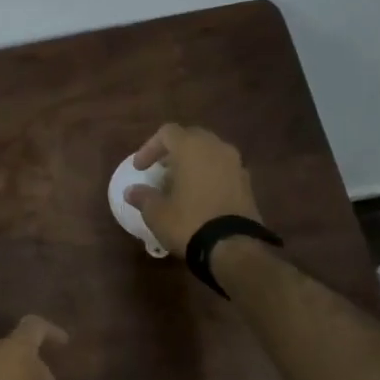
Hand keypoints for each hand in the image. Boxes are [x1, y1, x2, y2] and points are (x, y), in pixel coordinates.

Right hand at [123, 123, 262, 257]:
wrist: (233, 247)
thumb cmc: (188, 222)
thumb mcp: (156, 213)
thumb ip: (143, 197)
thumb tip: (132, 191)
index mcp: (192, 147)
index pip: (167, 133)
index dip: (149, 148)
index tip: (140, 169)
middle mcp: (217, 148)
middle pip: (191, 138)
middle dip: (173, 152)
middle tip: (160, 170)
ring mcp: (236, 165)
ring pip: (210, 153)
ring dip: (193, 164)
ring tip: (179, 185)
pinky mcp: (247, 184)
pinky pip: (223, 170)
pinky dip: (209, 177)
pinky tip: (199, 197)